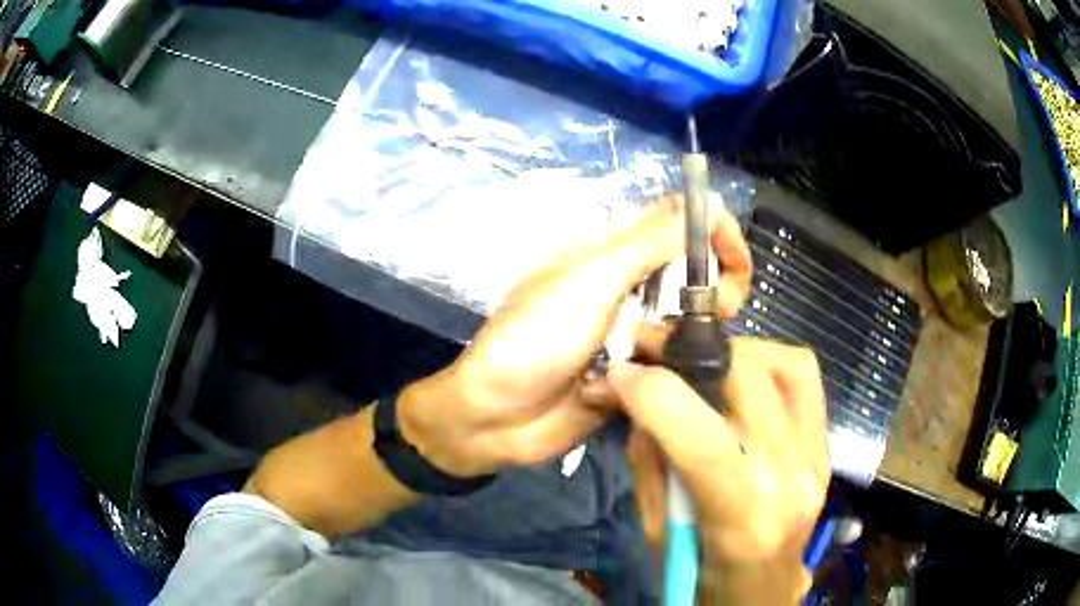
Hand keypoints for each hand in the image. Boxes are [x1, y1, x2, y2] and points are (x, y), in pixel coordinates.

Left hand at [399, 197, 751, 477]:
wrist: (495, 419)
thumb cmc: (534, 341)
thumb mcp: (591, 282)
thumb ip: (650, 244)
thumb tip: (709, 202)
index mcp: (611, 254)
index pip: (676, 223)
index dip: (713, 230)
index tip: (738, 259)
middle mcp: (627, 288)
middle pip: (691, 272)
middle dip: (716, 286)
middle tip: (722, 308)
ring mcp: (633, 334)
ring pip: (688, 321)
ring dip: (693, 332)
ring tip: (677, 350)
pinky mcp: (637, 375)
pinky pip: (675, 365)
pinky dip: (679, 369)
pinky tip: (669, 381)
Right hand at [610, 337, 829, 604]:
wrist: (764, 588)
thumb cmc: (701, 574)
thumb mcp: (657, 532)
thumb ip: (650, 461)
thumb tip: (634, 395)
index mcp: (742, 520)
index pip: (705, 442)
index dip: (656, 394)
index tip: (621, 372)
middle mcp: (789, 480)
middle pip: (751, 384)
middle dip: (692, 353)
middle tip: (653, 347)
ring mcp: (816, 458)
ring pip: (786, 366)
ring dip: (734, 350)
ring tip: (699, 358)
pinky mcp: (825, 445)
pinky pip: (803, 378)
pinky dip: (767, 360)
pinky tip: (738, 373)